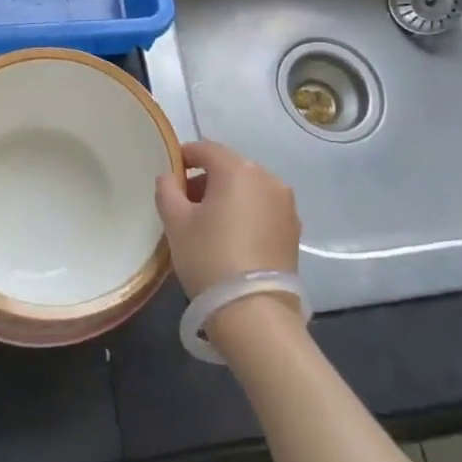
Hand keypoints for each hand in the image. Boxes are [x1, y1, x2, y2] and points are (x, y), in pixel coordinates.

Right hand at [154, 140, 299, 298]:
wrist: (255, 312)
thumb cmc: (209, 258)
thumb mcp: (176, 223)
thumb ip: (167, 190)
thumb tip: (170, 178)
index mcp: (238, 170)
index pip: (206, 149)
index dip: (184, 157)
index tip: (170, 174)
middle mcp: (268, 178)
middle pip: (230, 167)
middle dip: (206, 179)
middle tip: (184, 203)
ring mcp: (286, 205)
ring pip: (248, 188)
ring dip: (227, 197)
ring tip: (208, 224)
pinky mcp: (294, 230)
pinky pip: (263, 209)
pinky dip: (246, 214)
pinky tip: (232, 239)